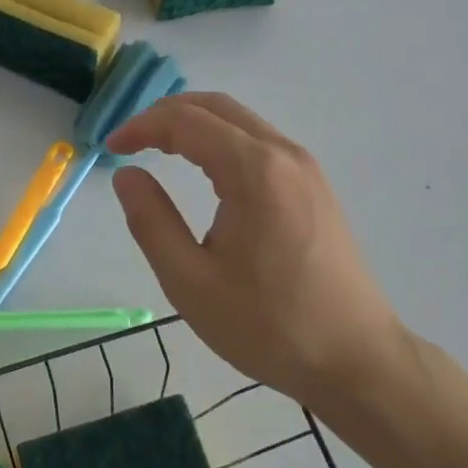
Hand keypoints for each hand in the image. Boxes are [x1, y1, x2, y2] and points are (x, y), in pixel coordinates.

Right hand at [106, 92, 404, 414]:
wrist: (357, 361)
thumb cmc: (269, 326)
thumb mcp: (190, 281)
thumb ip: (151, 221)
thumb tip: (126, 175)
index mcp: (254, 171)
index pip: (186, 121)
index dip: (142, 126)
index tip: (110, 148)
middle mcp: (284, 154)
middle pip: (215, 106)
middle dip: (165, 114)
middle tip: (130, 141)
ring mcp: (305, 168)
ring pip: (239, 120)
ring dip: (194, 123)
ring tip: (158, 148)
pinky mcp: (314, 185)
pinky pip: (259, 141)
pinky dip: (220, 139)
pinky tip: (204, 168)